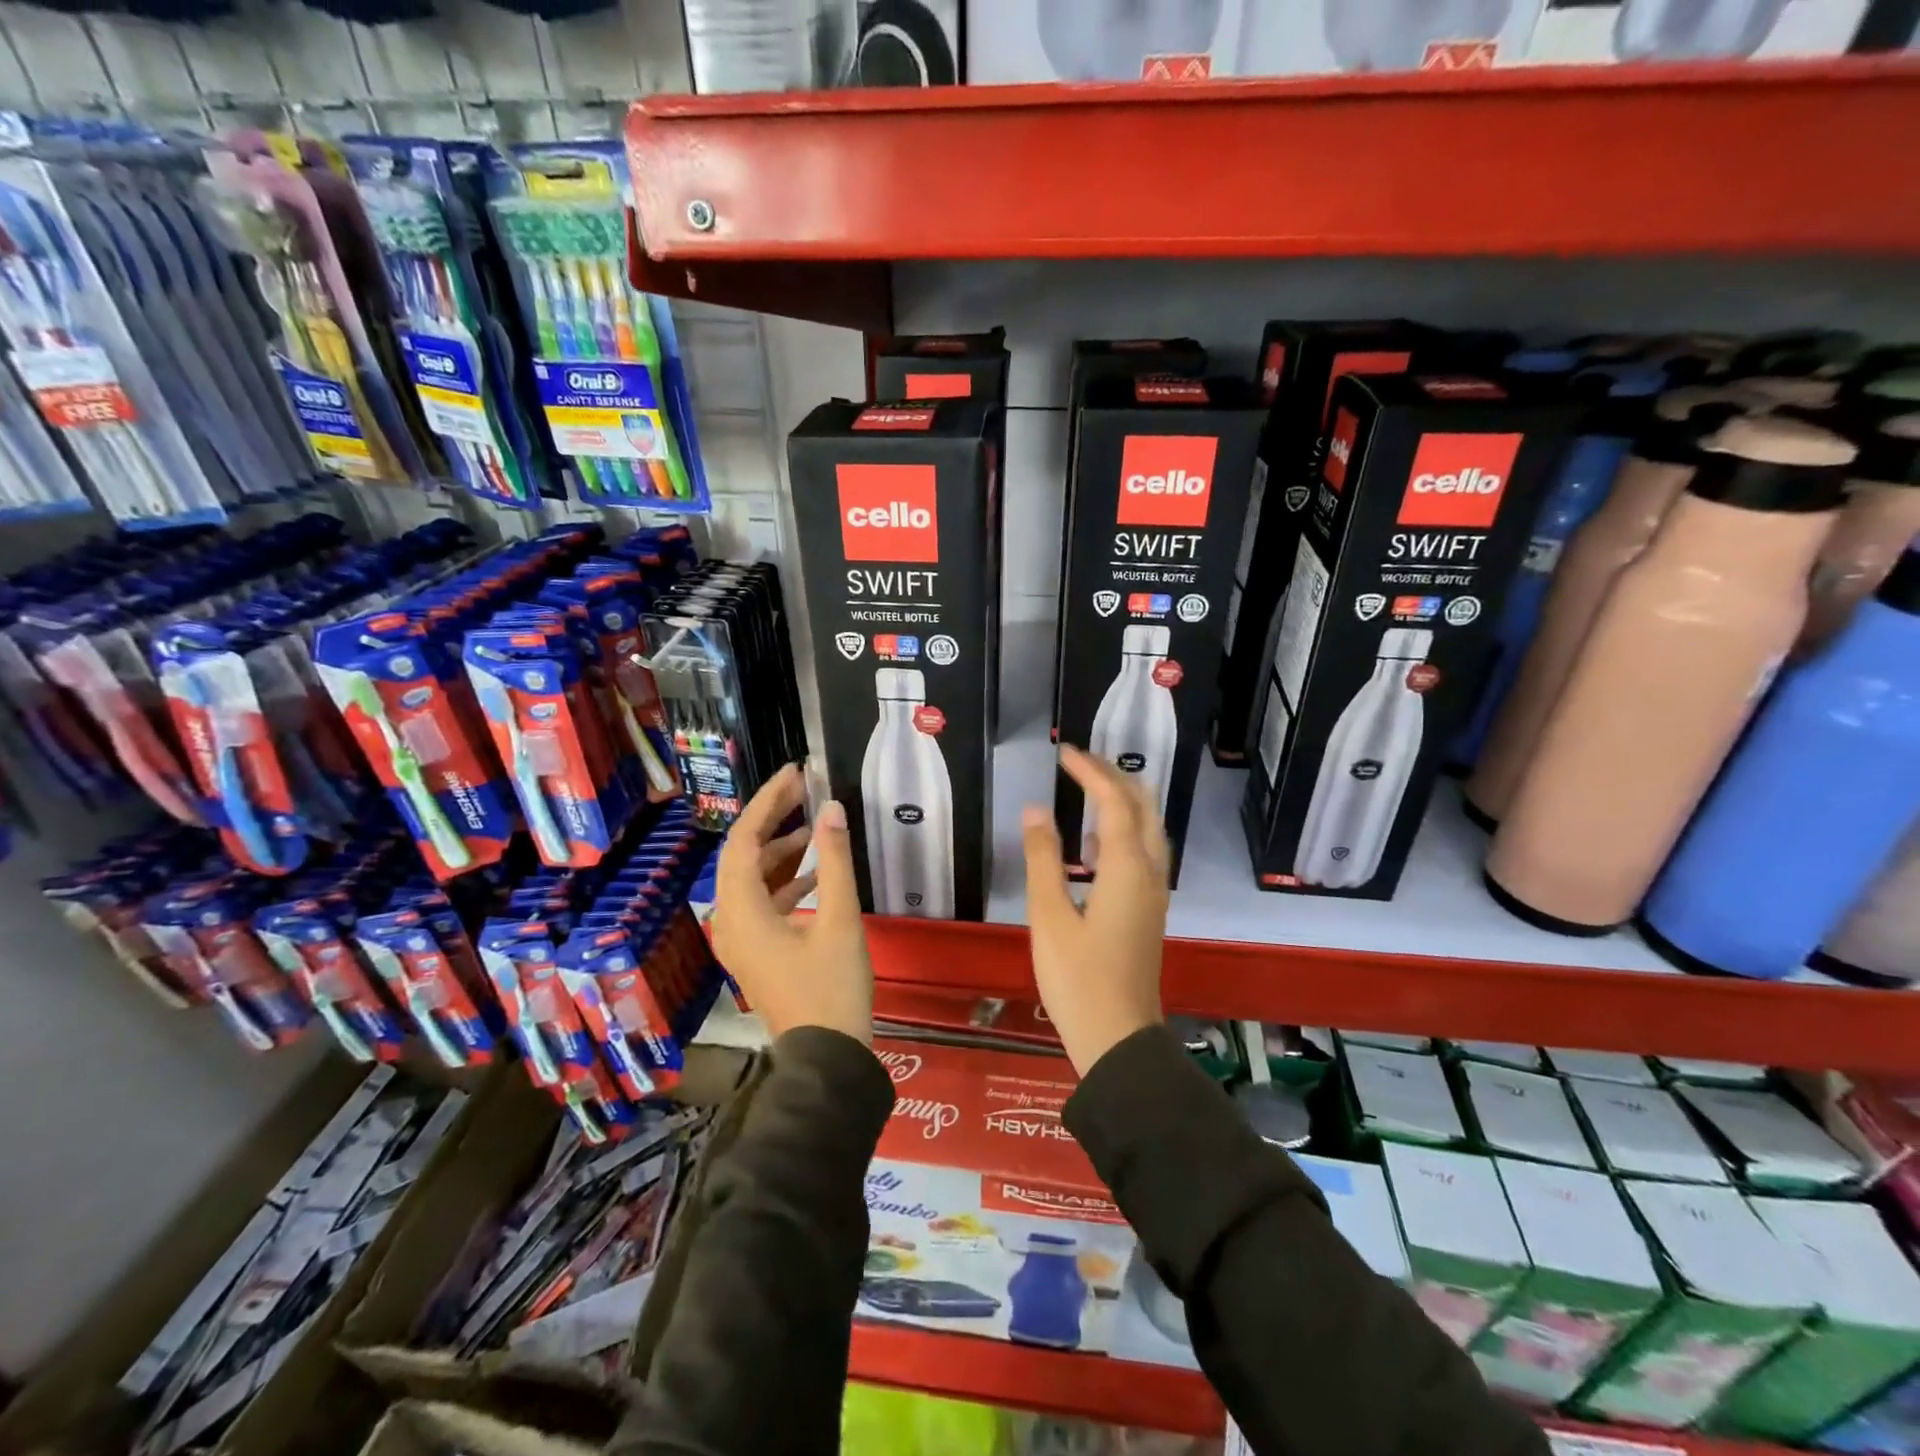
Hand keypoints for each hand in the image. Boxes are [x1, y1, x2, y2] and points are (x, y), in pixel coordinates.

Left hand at [712, 763, 873, 1043]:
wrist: (826, 1057)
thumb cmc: (832, 988)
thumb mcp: (840, 920)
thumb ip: (834, 861)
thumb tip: (832, 810)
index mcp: (742, 912)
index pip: (745, 841)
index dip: (768, 802)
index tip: (795, 774)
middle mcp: (730, 921)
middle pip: (743, 856)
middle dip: (772, 820)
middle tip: (804, 791)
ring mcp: (740, 939)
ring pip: (752, 879)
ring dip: (780, 850)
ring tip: (815, 826)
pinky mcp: (755, 951)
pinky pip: (761, 902)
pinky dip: (785, 880)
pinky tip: (815, 873)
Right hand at [1022, 745, 1169, 1076]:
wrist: (1118, 1038)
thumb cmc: (1077, 978)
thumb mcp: (1049, 916)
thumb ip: (1043, 859)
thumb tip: (1034, 810)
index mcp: (1127, 868)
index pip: (1114, 802)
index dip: (1091, 772)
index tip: (1064, 753)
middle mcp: (1150, 872)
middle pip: (1143, 808)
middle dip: (1115, 777)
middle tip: (1080, 763)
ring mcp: (1154, 893)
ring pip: (1150, 829)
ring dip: (1125, 800)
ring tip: (1091, 787)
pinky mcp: (1149, 910)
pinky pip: (1145, 851)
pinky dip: (1126, 828)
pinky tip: (1100, 840)